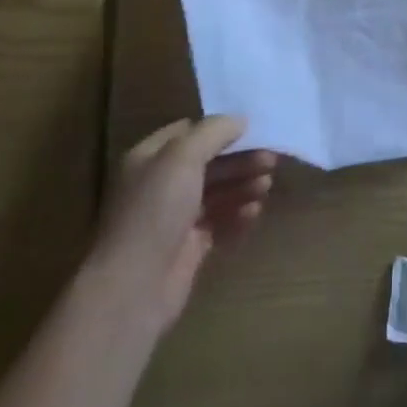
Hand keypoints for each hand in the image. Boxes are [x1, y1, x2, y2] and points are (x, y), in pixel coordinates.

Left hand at [87, 117, 276, 336]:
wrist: (134, 287)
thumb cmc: (155, 210)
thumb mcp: (183, 157)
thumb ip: (213, 132)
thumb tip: (240, 119)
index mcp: (150, 157)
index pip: (188, 132)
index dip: (218, 128)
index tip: (251, 128)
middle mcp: (160, 184)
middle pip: (207, 163)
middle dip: (239, 159)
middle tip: (271, 159)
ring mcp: (174, 218)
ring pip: (216, 193)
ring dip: (242, 185)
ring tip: (267, 185)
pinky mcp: (188, 248)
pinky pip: (218, 223)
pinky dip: (237, 215)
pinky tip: (254, 212)